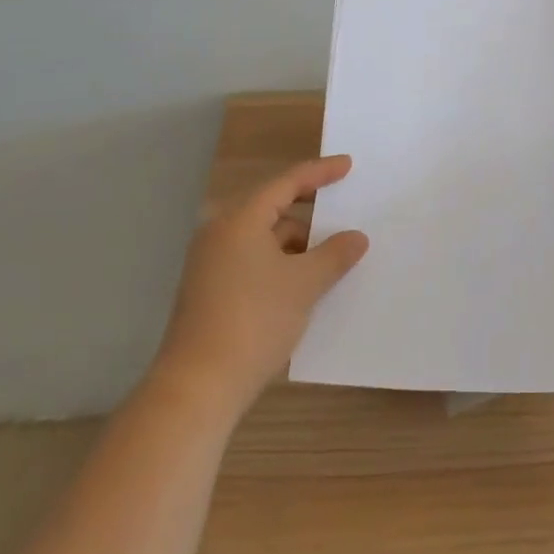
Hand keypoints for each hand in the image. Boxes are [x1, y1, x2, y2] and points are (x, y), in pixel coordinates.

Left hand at [151, 155, 368, 418]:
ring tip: (330, 259)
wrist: (196, 388)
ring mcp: (210, 264)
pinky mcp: (208, 292)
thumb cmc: (254, 321)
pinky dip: (279, 266)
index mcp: (240, 219)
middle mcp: (220, 233)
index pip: (287, 182)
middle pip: (273, 209)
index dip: (320, 172)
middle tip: (342, 214)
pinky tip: (302, 287)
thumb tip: (356, 237)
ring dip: (296, 246)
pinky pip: (252, 263)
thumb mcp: (304, 284)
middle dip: (310, 214)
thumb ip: (334, 254)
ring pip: (263, 240)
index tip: (348, 166)